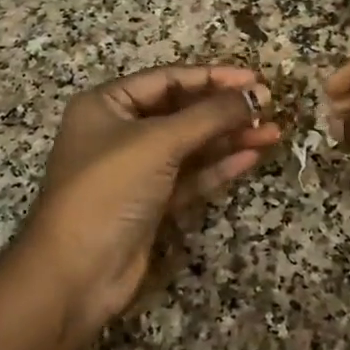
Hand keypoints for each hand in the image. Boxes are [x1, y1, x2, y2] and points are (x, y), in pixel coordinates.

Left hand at [19, 64, 279, 339]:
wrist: (76, 272)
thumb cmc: (110, 189)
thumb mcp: (159, 142)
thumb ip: (210, 115)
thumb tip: (257, 93)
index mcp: (106, 105)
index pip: (168, 80)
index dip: (213, 77)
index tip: (255, 79)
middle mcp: (119, 132)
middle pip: (181, 112)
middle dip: (225, 109)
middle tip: (269, 106)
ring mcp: (136, 170)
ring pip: (191, 146)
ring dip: (229, 138)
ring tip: (273, 132)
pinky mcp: (151, 203)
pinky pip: (191, 176)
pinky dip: (219, 167)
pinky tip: (251, 157)